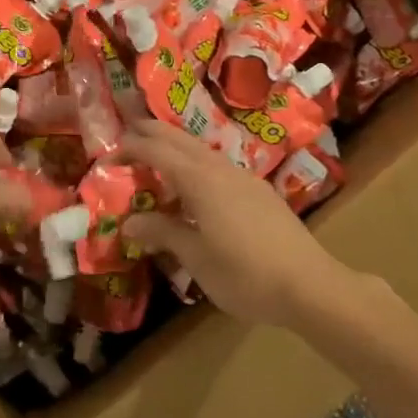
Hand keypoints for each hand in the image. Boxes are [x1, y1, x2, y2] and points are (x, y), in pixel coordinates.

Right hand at [120, 120, 345, 327]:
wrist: (310, 286)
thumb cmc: (245, 274)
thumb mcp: (196, 257)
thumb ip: (163, 233)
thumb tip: (130, 222)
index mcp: (200, 180)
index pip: (156, 151)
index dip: (130, 148)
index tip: (107, 154)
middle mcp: (220, 169)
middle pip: (180, 139)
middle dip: (152, 132)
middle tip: (127, 133)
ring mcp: (243, 178)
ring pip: (201, 149)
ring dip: (175, 146)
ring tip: (156, 157)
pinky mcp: (259, 192)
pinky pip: (217, 165)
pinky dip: (195, 163)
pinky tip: (195, 187)